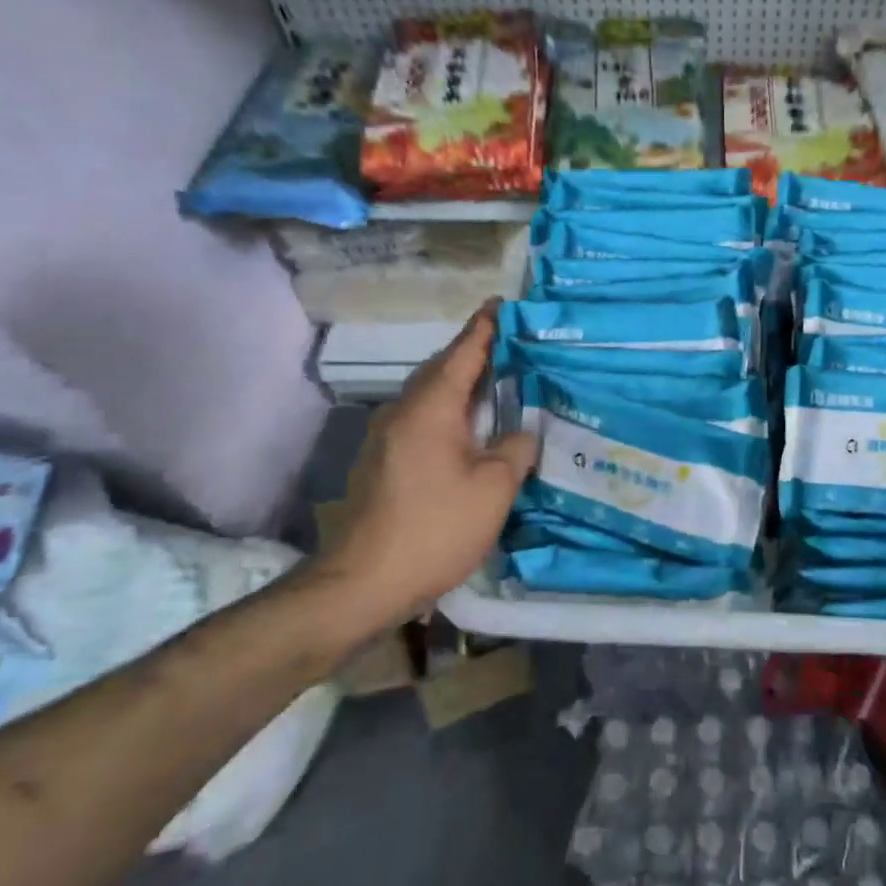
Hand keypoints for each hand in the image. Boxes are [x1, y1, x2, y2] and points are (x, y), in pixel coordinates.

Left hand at [320, 302, 537, 632]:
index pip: (462, 353)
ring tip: (494, 380)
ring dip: (459, 382)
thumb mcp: (494, 489)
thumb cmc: (435, 528)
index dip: (484, 328)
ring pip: (428, 395)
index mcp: (431, 407)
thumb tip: (523, 433)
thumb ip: (516, 450)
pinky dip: (447, 409)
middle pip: (441, 369)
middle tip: (509, 343)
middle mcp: (403, 411)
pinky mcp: (381, 462)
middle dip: (472, 352)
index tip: (500, 304)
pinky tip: (468, 427)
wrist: (362, 582)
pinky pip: (421, 418)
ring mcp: (386, 437)